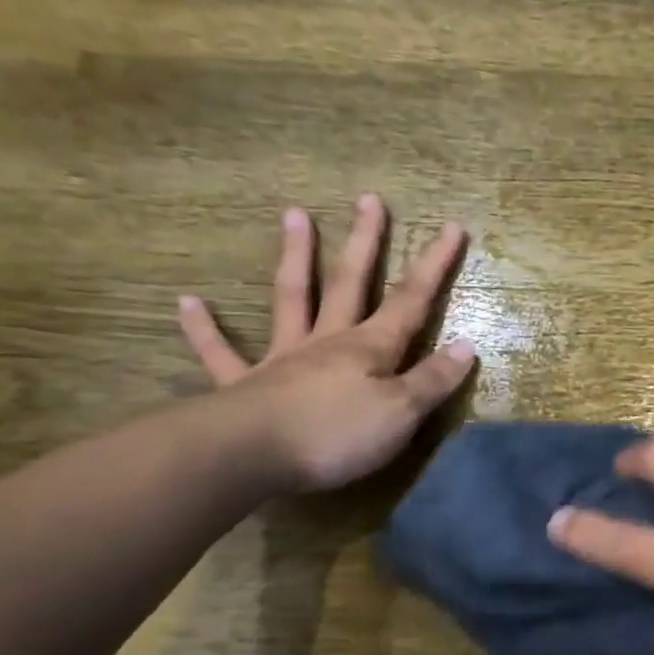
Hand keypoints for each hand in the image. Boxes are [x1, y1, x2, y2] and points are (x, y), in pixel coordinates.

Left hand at [178, 198, 475, 492]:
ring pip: (292, 298)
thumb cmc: (337, 434)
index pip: (411, 301)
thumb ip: (433, 380)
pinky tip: (188, 302)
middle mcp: (327, 341)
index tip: (451, 227)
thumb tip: (465, 347)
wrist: (252, 455)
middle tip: (369, 200)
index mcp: (369, 348)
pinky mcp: (243, 384)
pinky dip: (204, 329)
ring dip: (296, 257)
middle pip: (351, 283)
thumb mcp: (402, 412)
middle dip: (365, 243)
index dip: (434, 266)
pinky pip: (220, 352)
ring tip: (294, 214)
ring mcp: (282, 358)